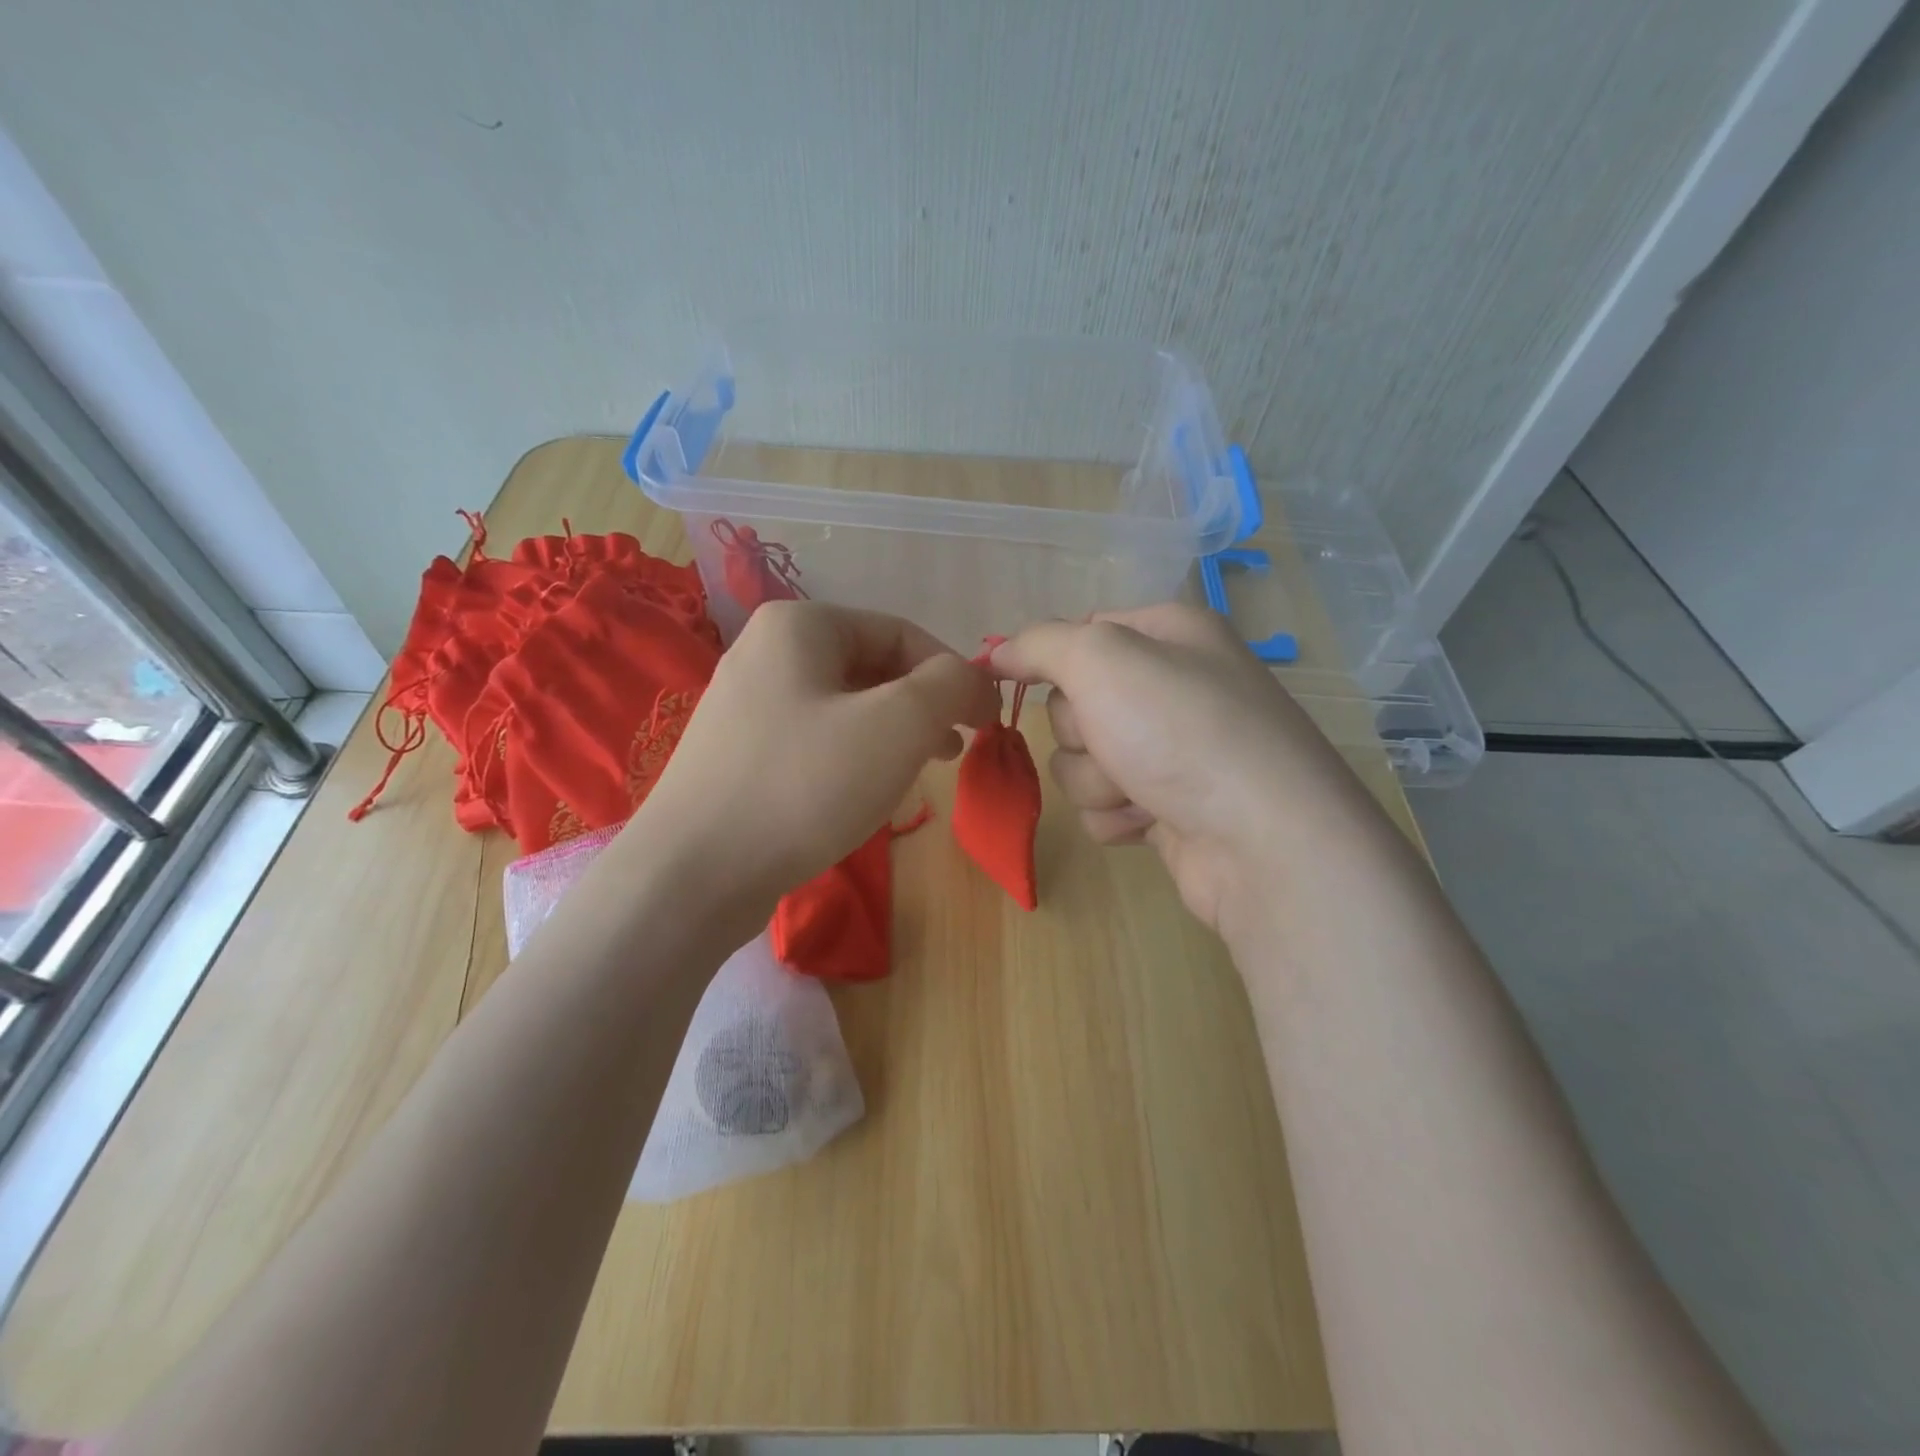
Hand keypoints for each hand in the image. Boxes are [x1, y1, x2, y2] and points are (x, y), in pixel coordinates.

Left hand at [628, 601, 1000, 921]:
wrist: (693, 875)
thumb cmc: (804, 785)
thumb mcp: (897, 725)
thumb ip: (949, 685)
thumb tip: (969, 679)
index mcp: (799, 625)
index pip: (902, 633)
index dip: (954, 674)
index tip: (986, 721)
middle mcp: (766, 652)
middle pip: (872, 667)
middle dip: (923, 706)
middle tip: (955, 750)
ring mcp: (746, 704)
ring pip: (846, 707)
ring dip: (894, 733)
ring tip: (923, 771)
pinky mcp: (739, 753)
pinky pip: (815, 739)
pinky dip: (855, 756)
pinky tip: (867, 791)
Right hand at [991, 604, 1371, 935]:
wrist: (1261, 841)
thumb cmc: (1181, 730)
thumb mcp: (1101, 659)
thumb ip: (1040, 644)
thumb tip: (996, 652)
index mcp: (1168, 634)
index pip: (1081, 631)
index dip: (1050, 659)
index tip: (1017, 678)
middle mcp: (1173, 686)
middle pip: (1074, 703)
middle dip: (1082, 731)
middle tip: (1115, 741)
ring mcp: (1173, 750)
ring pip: (1082, 760)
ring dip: (1097, 781)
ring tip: (1142, 790)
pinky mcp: (1169, 806)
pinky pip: (1106, 805)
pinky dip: (1118, 815)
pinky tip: (1153, 820)